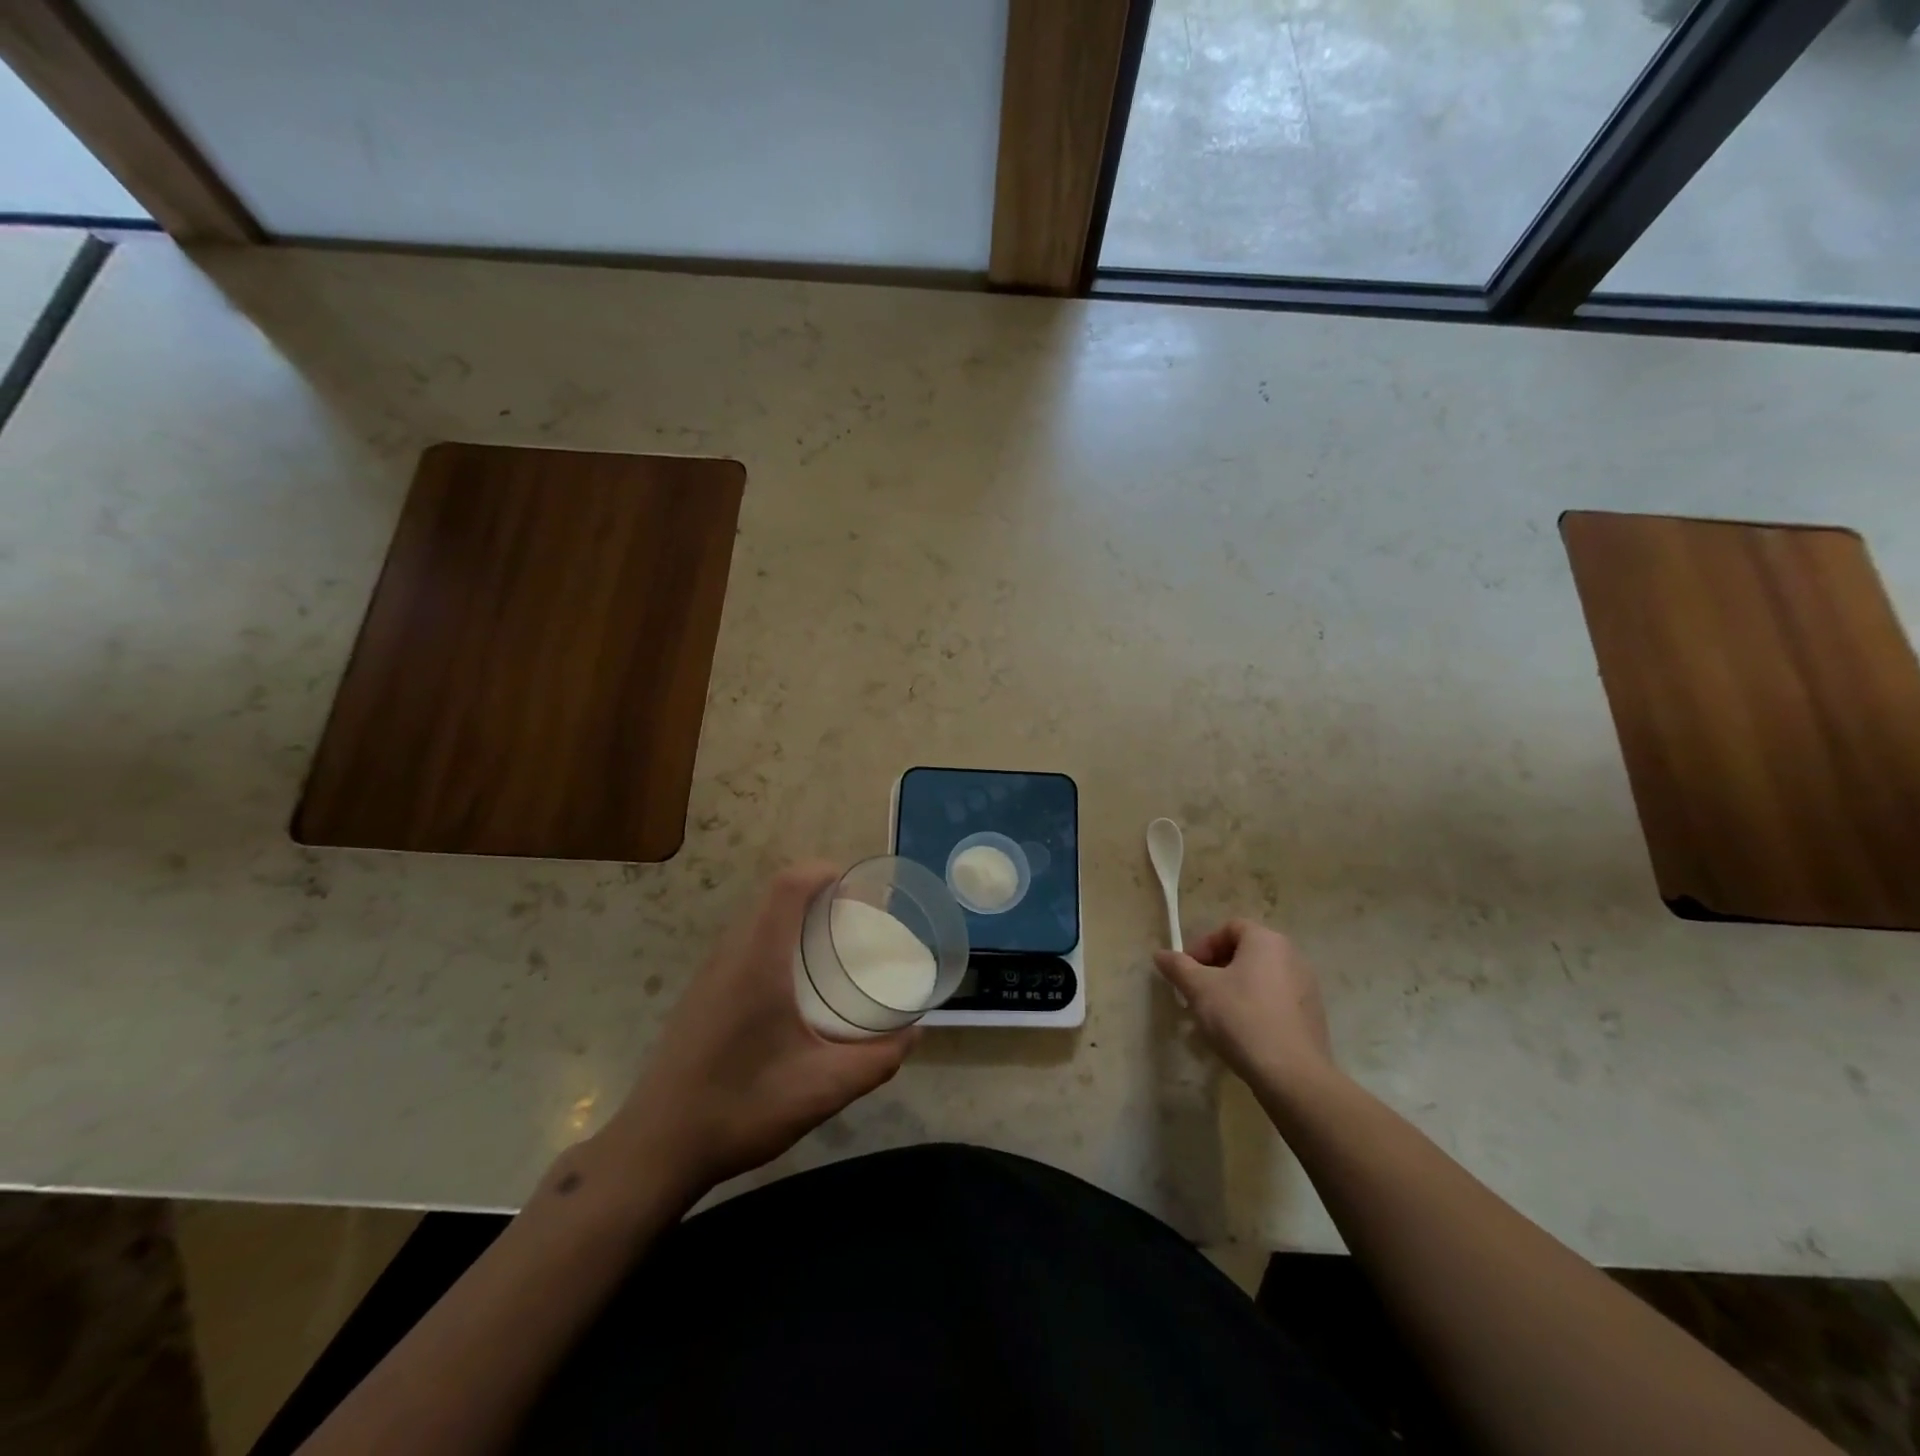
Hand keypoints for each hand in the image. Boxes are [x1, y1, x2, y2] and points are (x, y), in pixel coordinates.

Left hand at [601, 863, 916, 1195]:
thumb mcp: (823, 1089)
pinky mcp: (698, 996)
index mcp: (758, 961)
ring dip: (791, 918)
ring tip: (828, 947)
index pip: (788, 887)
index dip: (822, 873)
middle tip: (854, 920)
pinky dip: (772, 941)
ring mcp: (707, 975)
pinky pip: (740, 946)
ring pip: (753, 921)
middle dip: (816, 894)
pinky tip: (790, 986)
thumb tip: (914, 1034)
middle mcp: (729, 956)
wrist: (657, 1149)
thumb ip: (876, 1060)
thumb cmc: (742, 1108)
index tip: (858, 888)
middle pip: (772, 898)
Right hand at [1153, 920, 1336, 1091]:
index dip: (1204, 945)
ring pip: (1260, 978)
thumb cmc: (1241, 1018)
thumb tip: (1161, 954)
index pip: (1229, 928)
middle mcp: (1292, 956)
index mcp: (1266, 941)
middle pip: (1246, 952)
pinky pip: (1276, 1000)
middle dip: (1216, 969)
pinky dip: (1255, 1007)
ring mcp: (1307, 986)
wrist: (1292, 1075)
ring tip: (1215, 1016)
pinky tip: (1242, 1033)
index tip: (1188, 970)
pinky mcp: (1312, 1015)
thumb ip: (1178, 967)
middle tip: (1197, 992)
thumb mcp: (1199, 989)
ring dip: (1234, 989)